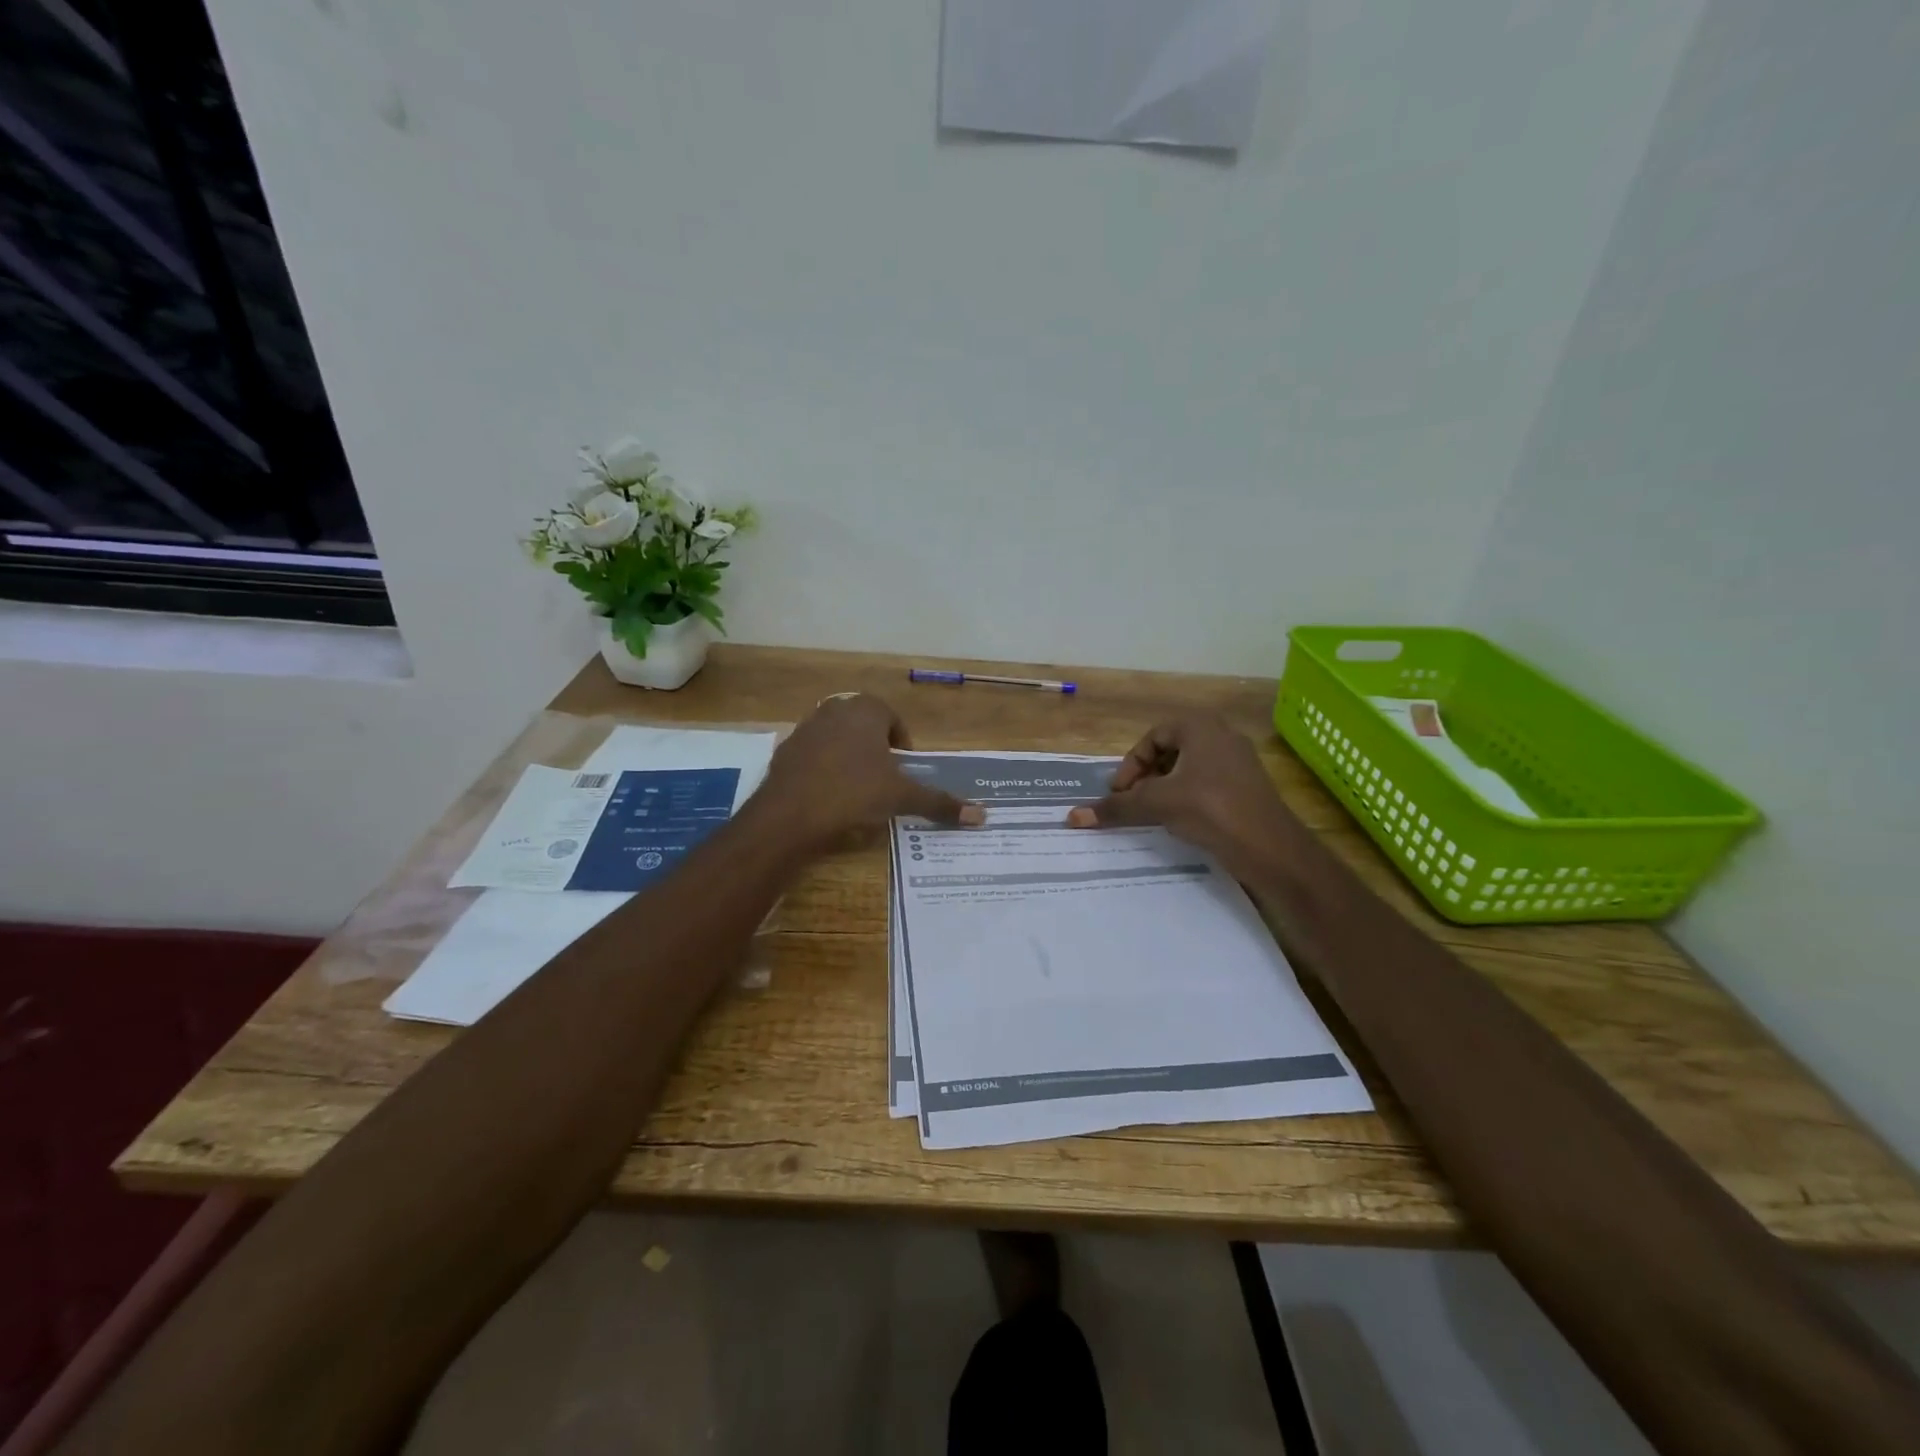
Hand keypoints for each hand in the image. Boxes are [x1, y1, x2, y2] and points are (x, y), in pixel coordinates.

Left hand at [757, 694, 983, 850]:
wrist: (789, 814)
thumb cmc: (853, 793)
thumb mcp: (901, 797)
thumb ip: (939, 803)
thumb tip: (982, 816)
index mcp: (866, 710)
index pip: (893, 719)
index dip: (902, 745)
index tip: (903, 771)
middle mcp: (835, 709)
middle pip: (864, 726)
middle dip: (876, 750)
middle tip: (883, 781)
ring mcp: (806, 728)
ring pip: (837, 739)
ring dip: (849, 758)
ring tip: (856, 791)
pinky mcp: (785, 750)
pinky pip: (813, 756)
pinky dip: (823, 770)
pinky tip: (827, 797)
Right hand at [1065, 715, 1298, 877]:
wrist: (1272, 848)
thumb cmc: (1212, 810)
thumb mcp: (1158, 805)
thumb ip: (1117, 807)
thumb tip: (1072, 816)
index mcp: (1201, 727)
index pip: (1152, 738)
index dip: (1131, 765)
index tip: (1122, 794)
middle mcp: (1222, 736)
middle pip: (1170, 751)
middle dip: (1147, 777)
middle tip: (1135, 802)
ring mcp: (1239, 761)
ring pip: (1188, 768)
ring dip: (1165, 788)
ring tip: (1155, 814)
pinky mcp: (1248, 787)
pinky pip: (1207, 783)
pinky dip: (1187, 798)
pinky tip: (1182, 822)